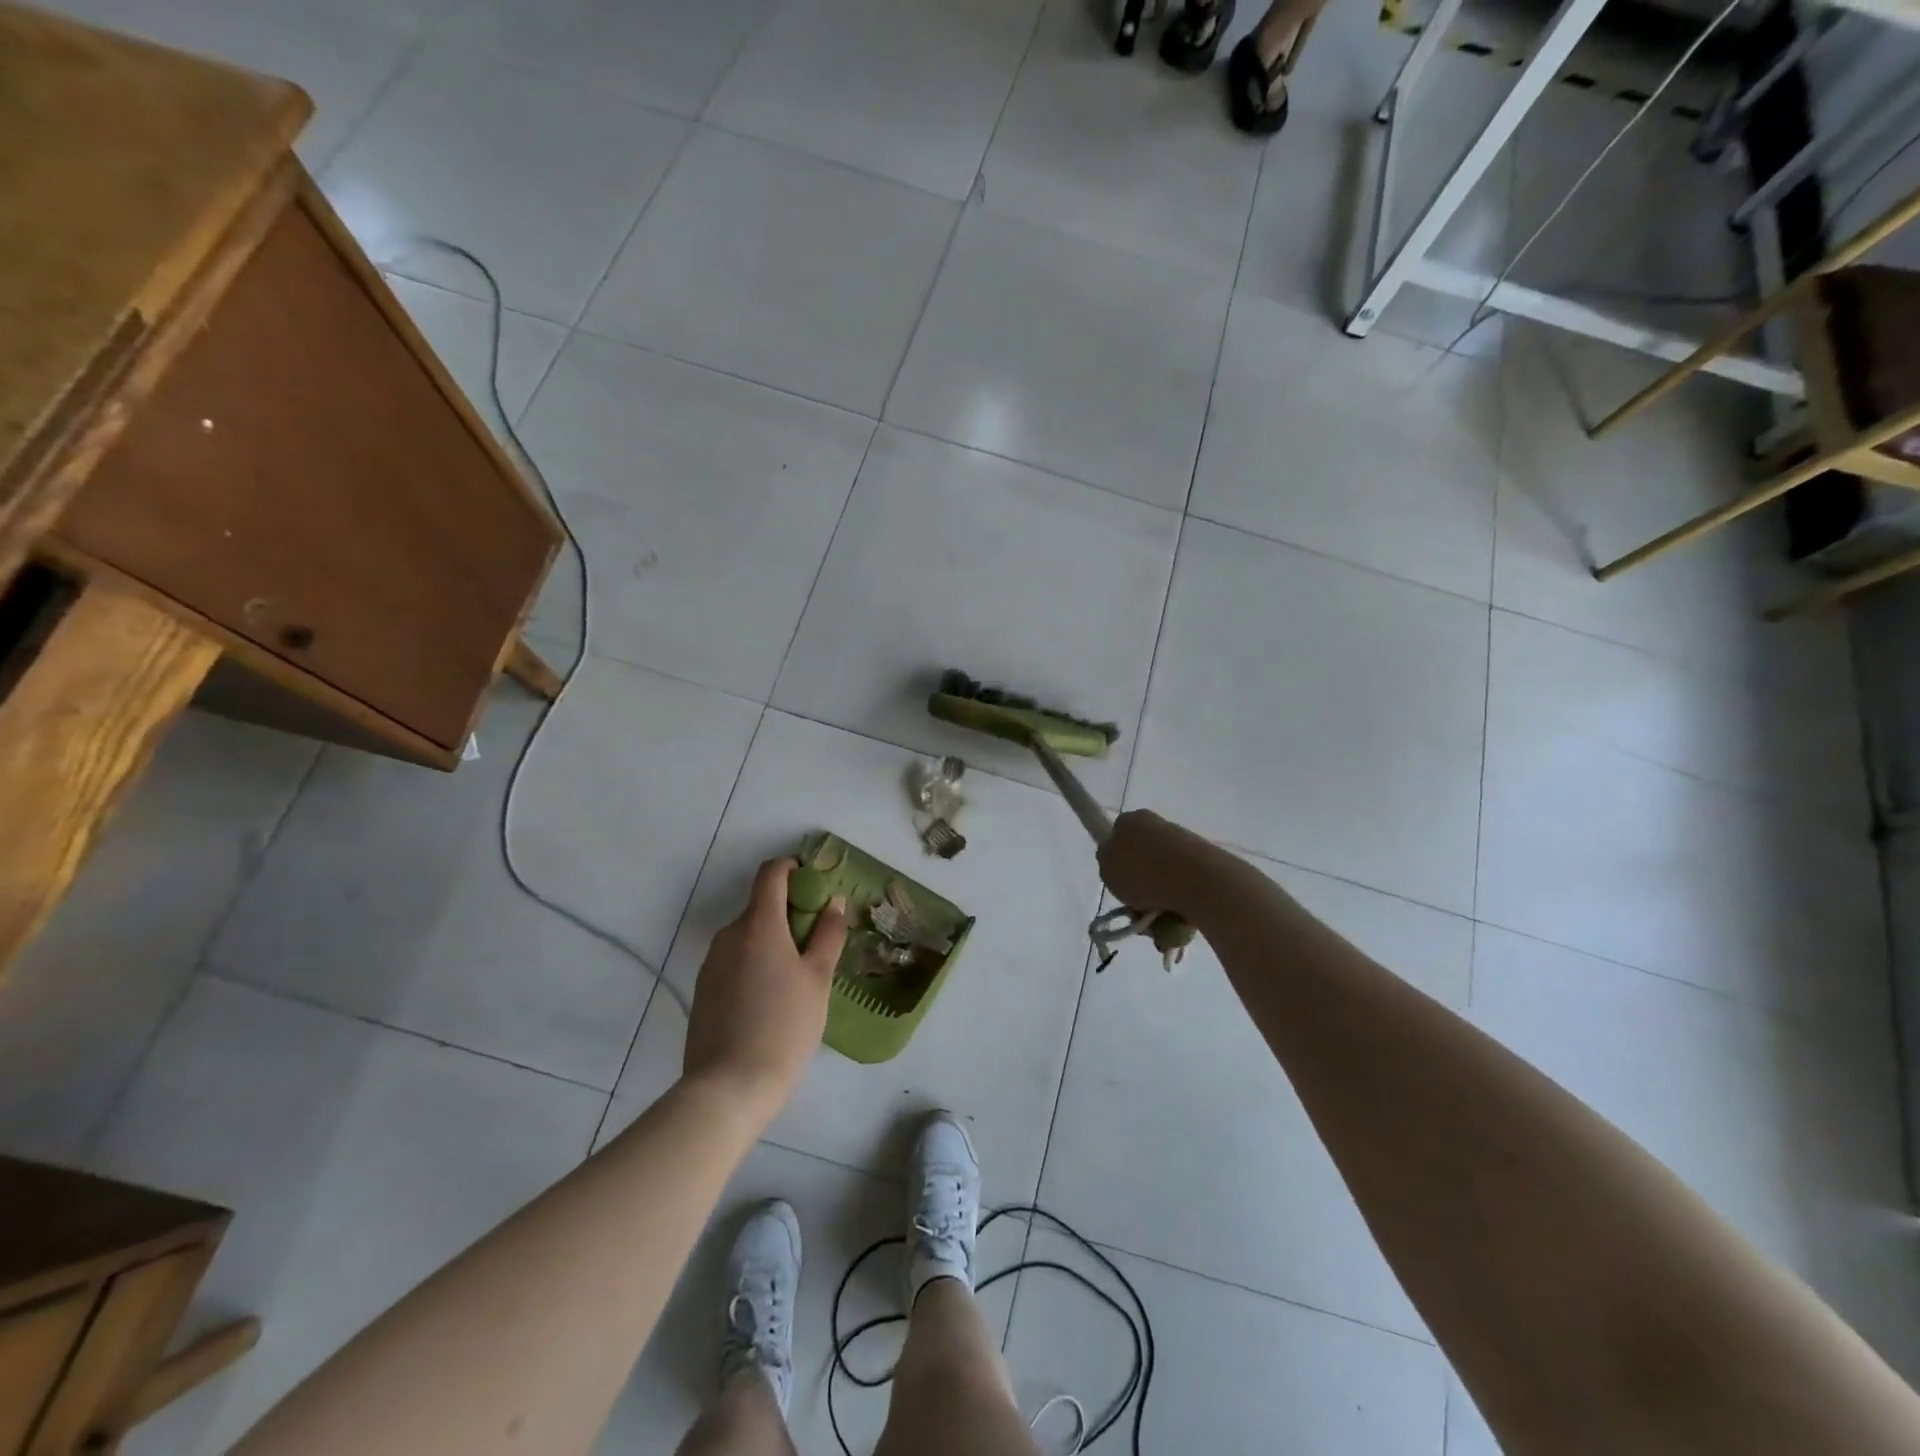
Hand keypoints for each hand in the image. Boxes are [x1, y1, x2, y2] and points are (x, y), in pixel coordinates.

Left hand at [683, 857, 847, 1120]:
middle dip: (788, 914)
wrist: (728, 1088)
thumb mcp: (818, 979)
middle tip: (816, 944)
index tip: (814, 885)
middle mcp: (729, 934)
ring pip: (747, 936)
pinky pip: (734, 961)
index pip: (771, 873)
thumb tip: (833, 902)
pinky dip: (754, 964)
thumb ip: (828, 934)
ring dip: (771, 942)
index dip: (792, 869)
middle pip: (760, 907)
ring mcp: (711, 963)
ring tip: (796, 978)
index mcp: (759, 924)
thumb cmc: (784, 1026)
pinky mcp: (703, 989)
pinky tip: (769, 1001)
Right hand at [1097, 809, 1223, 918]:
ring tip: (1154, 923)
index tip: (1118, 882)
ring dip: (1155, 901)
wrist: (1198, 881)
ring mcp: (1183, 844)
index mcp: (1132, 821)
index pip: (1116, 835)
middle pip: (1140, 859)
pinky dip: (1175, 904)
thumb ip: (1107, 863)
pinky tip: (1174, 920)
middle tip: (1134, 909)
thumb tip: (1116, 863)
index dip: (1115, 860)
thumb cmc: (1144, 872)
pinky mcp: (1203, 864)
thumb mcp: (1107, 868)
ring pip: (1160, 877)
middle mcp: (1158, 826)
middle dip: (1137, 886)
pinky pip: (1180, 888)